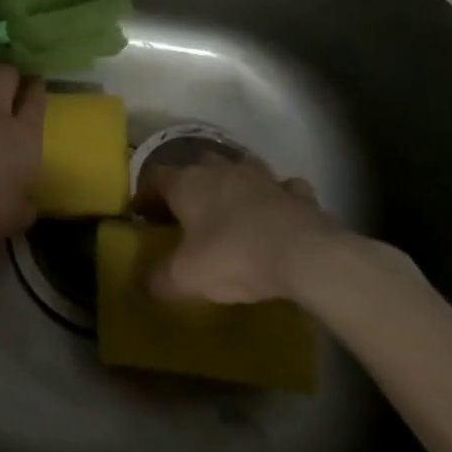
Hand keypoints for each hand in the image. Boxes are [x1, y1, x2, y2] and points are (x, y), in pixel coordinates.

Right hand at [137, 152, 347, 304]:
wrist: (308, 257)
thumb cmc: (234, 258)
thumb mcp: (187, 277)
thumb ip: (161, 281)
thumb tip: (146, 287)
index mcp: (187, 184)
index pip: (155, 177)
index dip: (147, 194)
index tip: (144, 215)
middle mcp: (220, 171)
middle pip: (198, 165)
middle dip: (192, 183)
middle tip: (190, 210)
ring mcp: (262, 178)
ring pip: (242, 168)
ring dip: (236, 182)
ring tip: (234, 206)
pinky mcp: (298, 193)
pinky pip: (284, 188)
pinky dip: (280, 196)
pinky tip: (279, 213)